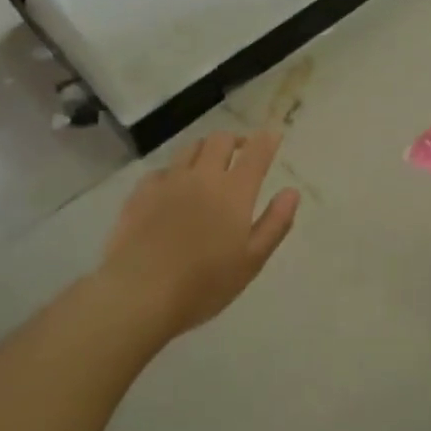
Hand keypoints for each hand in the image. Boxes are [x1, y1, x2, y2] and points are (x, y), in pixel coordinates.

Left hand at [94, 130, 300, 338]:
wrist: (139, 294)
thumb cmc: (204, 284)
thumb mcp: (252, 260)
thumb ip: (275, 223)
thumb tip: (291, 192)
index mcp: (234, 192)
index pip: (256, 154)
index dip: (267, 141)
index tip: (273, 135)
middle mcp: (202, 177)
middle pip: (220, 140)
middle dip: (235, 140)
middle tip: (241, 152)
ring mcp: (168, 182)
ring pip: (190, 148)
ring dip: (205, 149)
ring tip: (208, 163)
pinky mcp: (140, 194)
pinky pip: (161, 170)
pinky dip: (174, 171)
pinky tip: (172, 187)